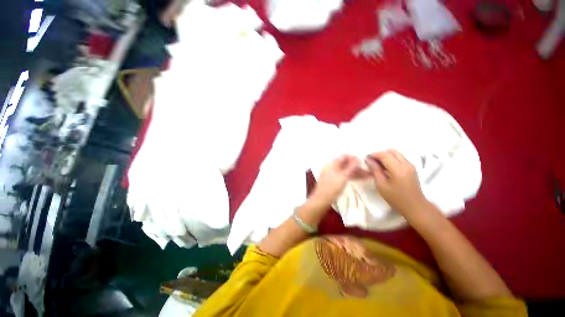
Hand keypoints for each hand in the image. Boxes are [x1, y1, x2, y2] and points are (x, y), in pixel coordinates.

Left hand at [311, 155, 363, 205]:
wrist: (322, 199)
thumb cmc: (332, 187)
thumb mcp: (343, 176)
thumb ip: (351, 167)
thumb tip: (358, 159)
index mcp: (331, 163)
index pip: (343, 156)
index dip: (353, 157)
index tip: (363, 161)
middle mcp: (332, 167)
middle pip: (346, 163)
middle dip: (357, 166)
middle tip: (368, 169)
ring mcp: (333, 174)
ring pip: (346, 170)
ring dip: (357, 172)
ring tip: (369, 175)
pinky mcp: (335, 180)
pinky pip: (345, 176)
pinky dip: (353, 176)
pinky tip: (362, 178)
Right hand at [365, 150, 427, 218]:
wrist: (415, 206)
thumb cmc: (395, 197)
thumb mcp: (381, 185)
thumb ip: (375, 170)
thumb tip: (368, 160)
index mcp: (398, 169)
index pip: (384, 155)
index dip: (374, 154)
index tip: (366, 158)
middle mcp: (406, 164)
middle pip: (391, 151)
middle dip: (380, 154)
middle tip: (371, 161)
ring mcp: (410, 165)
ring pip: (396, 153)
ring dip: (386, 155)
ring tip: (378, 164)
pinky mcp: (412, 168)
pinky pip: (400, 157)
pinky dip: (391, 158)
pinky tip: (386, 167)